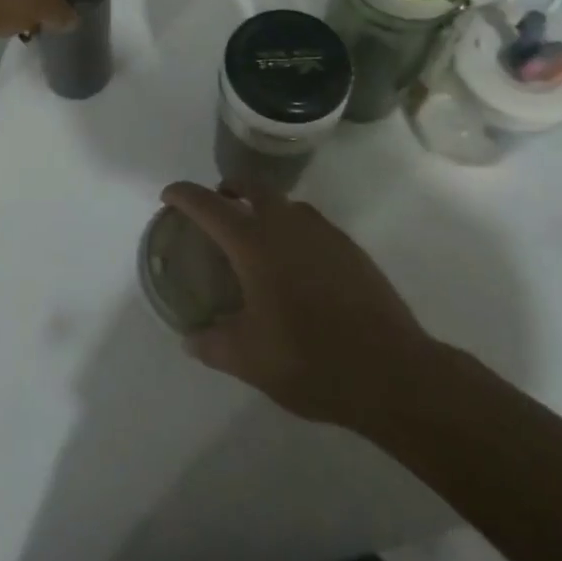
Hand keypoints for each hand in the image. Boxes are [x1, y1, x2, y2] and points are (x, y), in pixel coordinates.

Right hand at [161, 181, 439, 429]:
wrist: (393, 373)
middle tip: (217, 209)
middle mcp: (286, 224)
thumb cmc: (311, 360)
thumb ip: (211, 344)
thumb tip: (191, 338)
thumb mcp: (248, 360)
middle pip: (251, 188)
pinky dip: (293, 230)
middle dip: (228, 190)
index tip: (168, 196)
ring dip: (263, 208)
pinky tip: (297, 266)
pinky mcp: (351, 248)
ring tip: (256, 238)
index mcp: (253, 243)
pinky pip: (311, 225)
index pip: (208, 204)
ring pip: (285, 204)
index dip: (183, 195)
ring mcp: (323, 232)